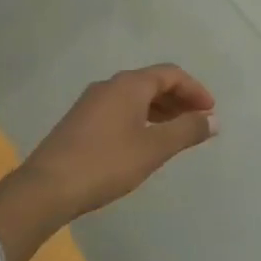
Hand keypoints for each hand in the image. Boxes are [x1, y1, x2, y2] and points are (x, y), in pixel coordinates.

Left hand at [20, 64, 217, 220]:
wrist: (47, 187)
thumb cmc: (106, 163)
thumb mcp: (154, 149)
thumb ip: (186, 131)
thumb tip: (213, 119)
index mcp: (129, 85)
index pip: (171, 74)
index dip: (195, 90)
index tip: (211, 111)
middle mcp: (110, 85)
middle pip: (152, 82)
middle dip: (179, 99)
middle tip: (198, 122)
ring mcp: (91, 102)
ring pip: (135, 97)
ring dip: (160, 110)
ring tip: (176, 132)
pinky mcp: (80, 121)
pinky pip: (120, 109)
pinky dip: (141, 118)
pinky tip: (144, 141)